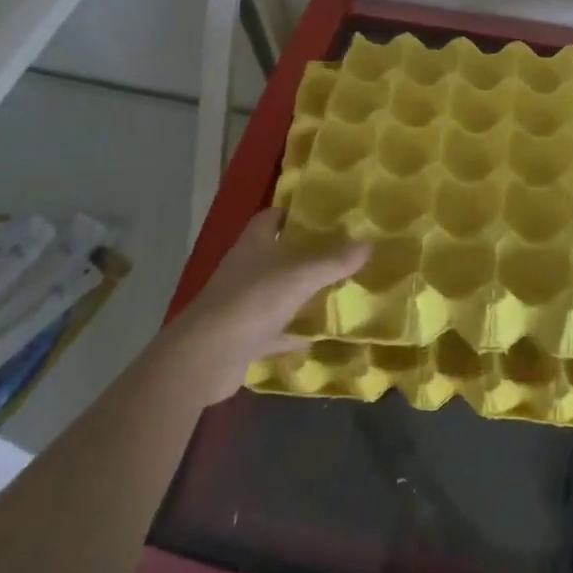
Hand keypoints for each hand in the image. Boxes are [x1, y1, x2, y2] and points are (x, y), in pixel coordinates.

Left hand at [154, 209, 367, 403]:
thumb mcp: (300, 275)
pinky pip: (273, 332)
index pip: (270, 218)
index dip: (292, 214)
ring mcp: (241, 306)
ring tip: (334, 292)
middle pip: (275, 255)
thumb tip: (368, 243)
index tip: (322, 216)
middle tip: (339, 253)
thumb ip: (334, 260)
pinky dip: (291, 334)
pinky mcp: (241, 338)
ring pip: (275, 293)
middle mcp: (245, 270)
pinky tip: (315, 338)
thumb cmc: (252, 302)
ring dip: (298, 294)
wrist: (205, 358)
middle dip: (303, 254)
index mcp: (253, 245)